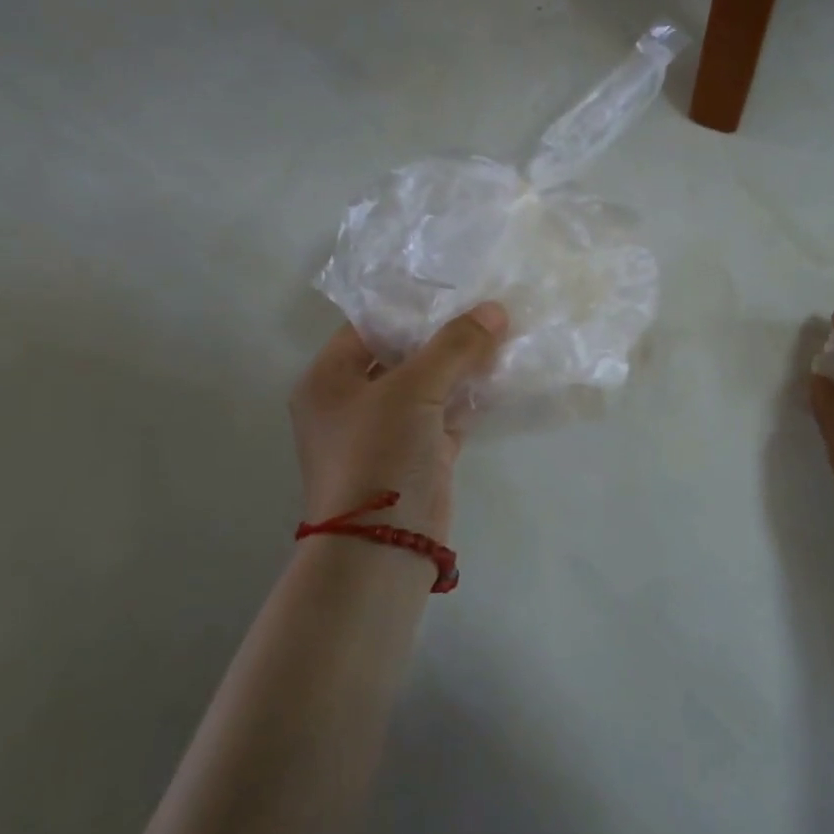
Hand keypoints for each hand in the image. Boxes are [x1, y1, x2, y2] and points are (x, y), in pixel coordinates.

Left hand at [291, 304, 508, 543]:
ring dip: (462, 365)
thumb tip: (495, 310)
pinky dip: (470, 398)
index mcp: (330, 379)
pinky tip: (502, 375)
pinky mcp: (417, 454)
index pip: (369, 325)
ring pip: (428, 385)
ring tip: (502, 332)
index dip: (411, 305)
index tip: (454, 285)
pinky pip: (446, 414)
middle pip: (402, 353)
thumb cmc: (380, 454)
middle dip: (444, 334)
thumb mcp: (413, 390)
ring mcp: (386, 430)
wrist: (382, 547)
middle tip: (486, 306)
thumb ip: (455, 346)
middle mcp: (352, 401)